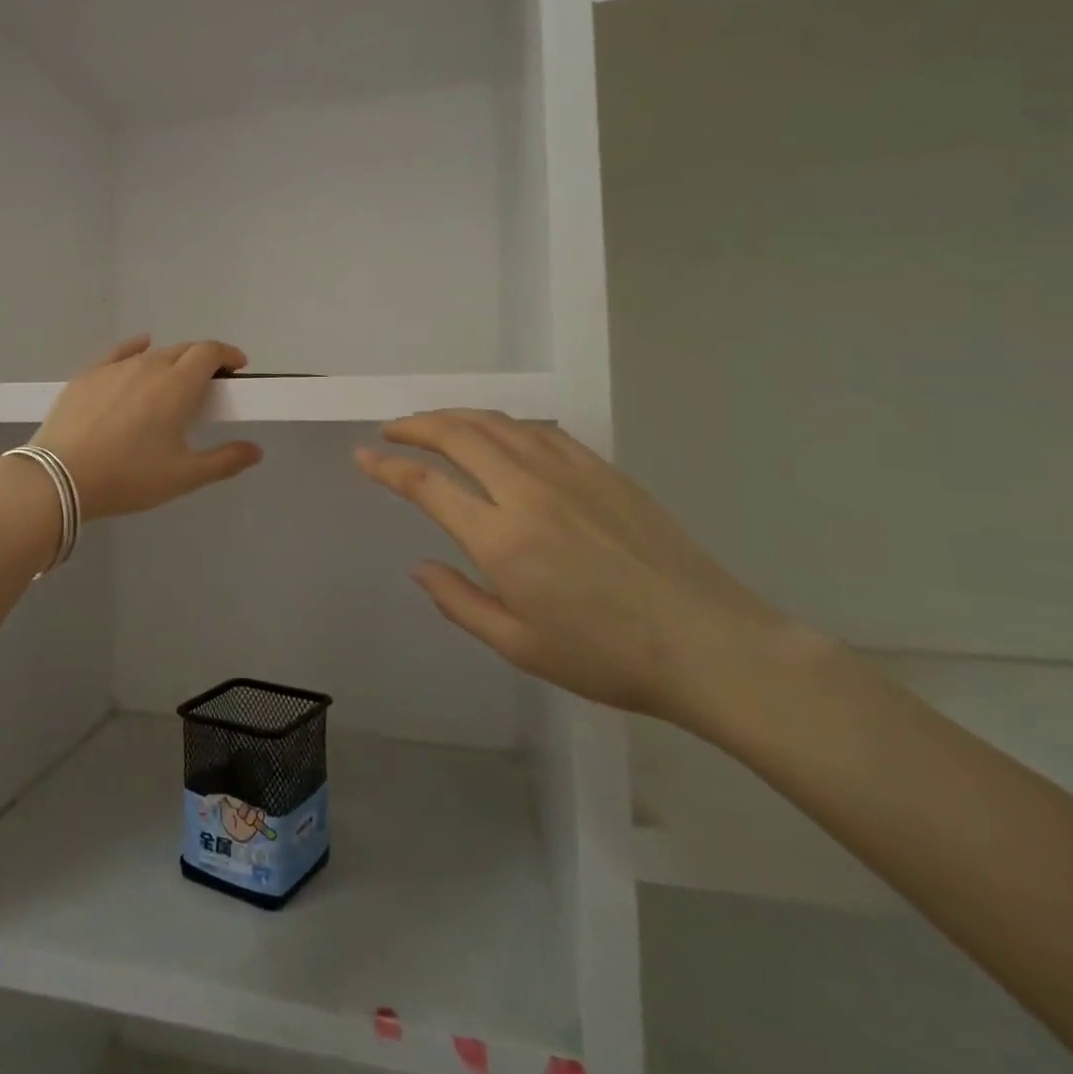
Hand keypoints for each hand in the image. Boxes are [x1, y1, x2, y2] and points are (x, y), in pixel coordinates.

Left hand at [34, 335, 263, 520]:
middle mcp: (149, 366)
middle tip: (209, 385)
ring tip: (172, 383)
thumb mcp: (183, 476)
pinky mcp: (87, 375)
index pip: (209, 352)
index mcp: (178, 385)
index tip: (237, 368)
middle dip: (202, 360)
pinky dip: (136, 348)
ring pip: (152, 354)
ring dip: (171, 361)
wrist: (59, 478)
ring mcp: (115, 368)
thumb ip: (224, 460)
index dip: (228, 354)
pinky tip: (139, 349)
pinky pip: (119, 353)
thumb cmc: (129, 477)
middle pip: (183, 350)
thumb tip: (256, 450)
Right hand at [355, 411, 792, 723]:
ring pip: (498, 424)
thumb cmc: (606, 657)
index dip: (388, 466)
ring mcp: (569, 474)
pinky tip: (498, 433)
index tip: (364, 456)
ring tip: (433, 422)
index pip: (428, 485)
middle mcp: (529, 492)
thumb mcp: (519, 646)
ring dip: (457, 416)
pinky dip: (505, 424)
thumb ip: (459, 601)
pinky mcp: (602, 470)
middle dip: (416, 425)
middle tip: (392, 429)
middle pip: (458, 435)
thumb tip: (419, 566)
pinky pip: (540, 431)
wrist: (709, 644)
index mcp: (502, 539)